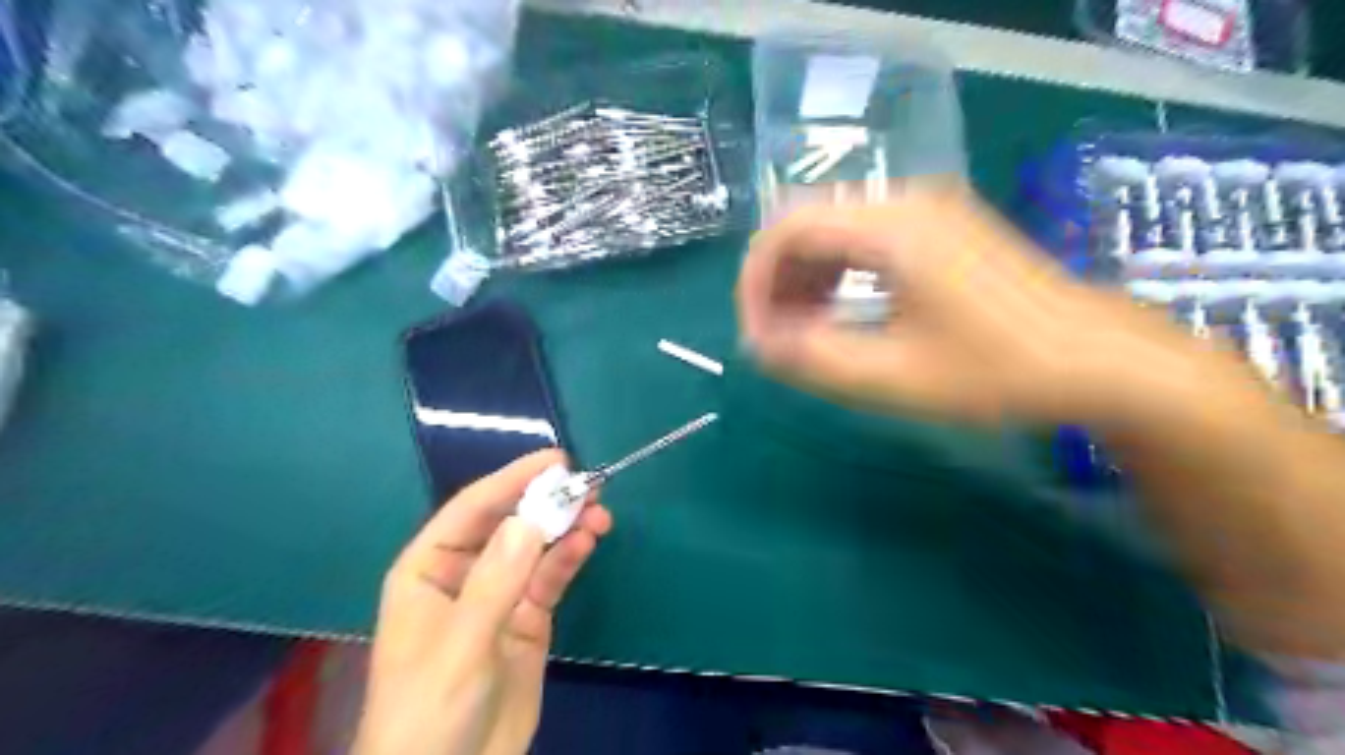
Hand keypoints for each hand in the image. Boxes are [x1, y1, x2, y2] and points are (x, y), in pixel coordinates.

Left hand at [355, 451, 611, 752]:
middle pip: (509, 524)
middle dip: (546, 502)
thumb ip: (496, 580)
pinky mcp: (527, 619)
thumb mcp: (461, 643)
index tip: (555, 460)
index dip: (512, 480)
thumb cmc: (429, 709)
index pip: (472, 509)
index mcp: (429, 569)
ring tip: (599, 512)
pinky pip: (550, 579)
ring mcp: (499, 596)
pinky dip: (570, 558)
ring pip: (536, 548)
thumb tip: (530, 518)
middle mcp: (465, 574)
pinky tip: (589, 542)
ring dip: (566, 527)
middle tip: (589, 484)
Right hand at [734, 187, 1221, 425]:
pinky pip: (864, 238)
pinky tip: (841, 313)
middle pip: (806, 223)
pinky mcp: (941, 227)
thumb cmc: (999, 370)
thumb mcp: (895, 376)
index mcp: (891, 226)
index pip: (786, 230)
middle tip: (775, 339)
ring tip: (802, 332)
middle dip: (777, 282)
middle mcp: (904, 200)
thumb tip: (759, 345)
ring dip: (805, 279)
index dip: (755, 283)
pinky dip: (837, 274)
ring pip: (833, 229)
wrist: (1099, 359)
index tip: (755, 337)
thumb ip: (814, 359)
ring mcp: (927, 209)